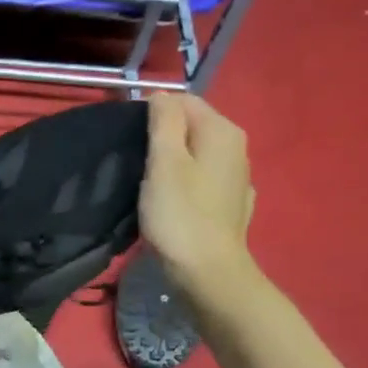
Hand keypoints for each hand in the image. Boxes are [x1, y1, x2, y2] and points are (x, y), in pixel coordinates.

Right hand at [140, 91, 256, 286]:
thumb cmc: (180, 216)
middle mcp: (238, 148)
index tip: (128, 138)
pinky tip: (176, 203)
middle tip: (135, 162)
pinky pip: (205, 182)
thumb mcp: (164, 163)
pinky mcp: (232, 206)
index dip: (153, 113)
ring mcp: (239, 179)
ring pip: (199, 156)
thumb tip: (160, 94)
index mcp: (222, 131)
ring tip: (150, 184)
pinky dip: (189, 185)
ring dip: (176, 163)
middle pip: (193, 128)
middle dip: (165, 138)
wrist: (207, 273)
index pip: (184, 101)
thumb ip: (164, 122)